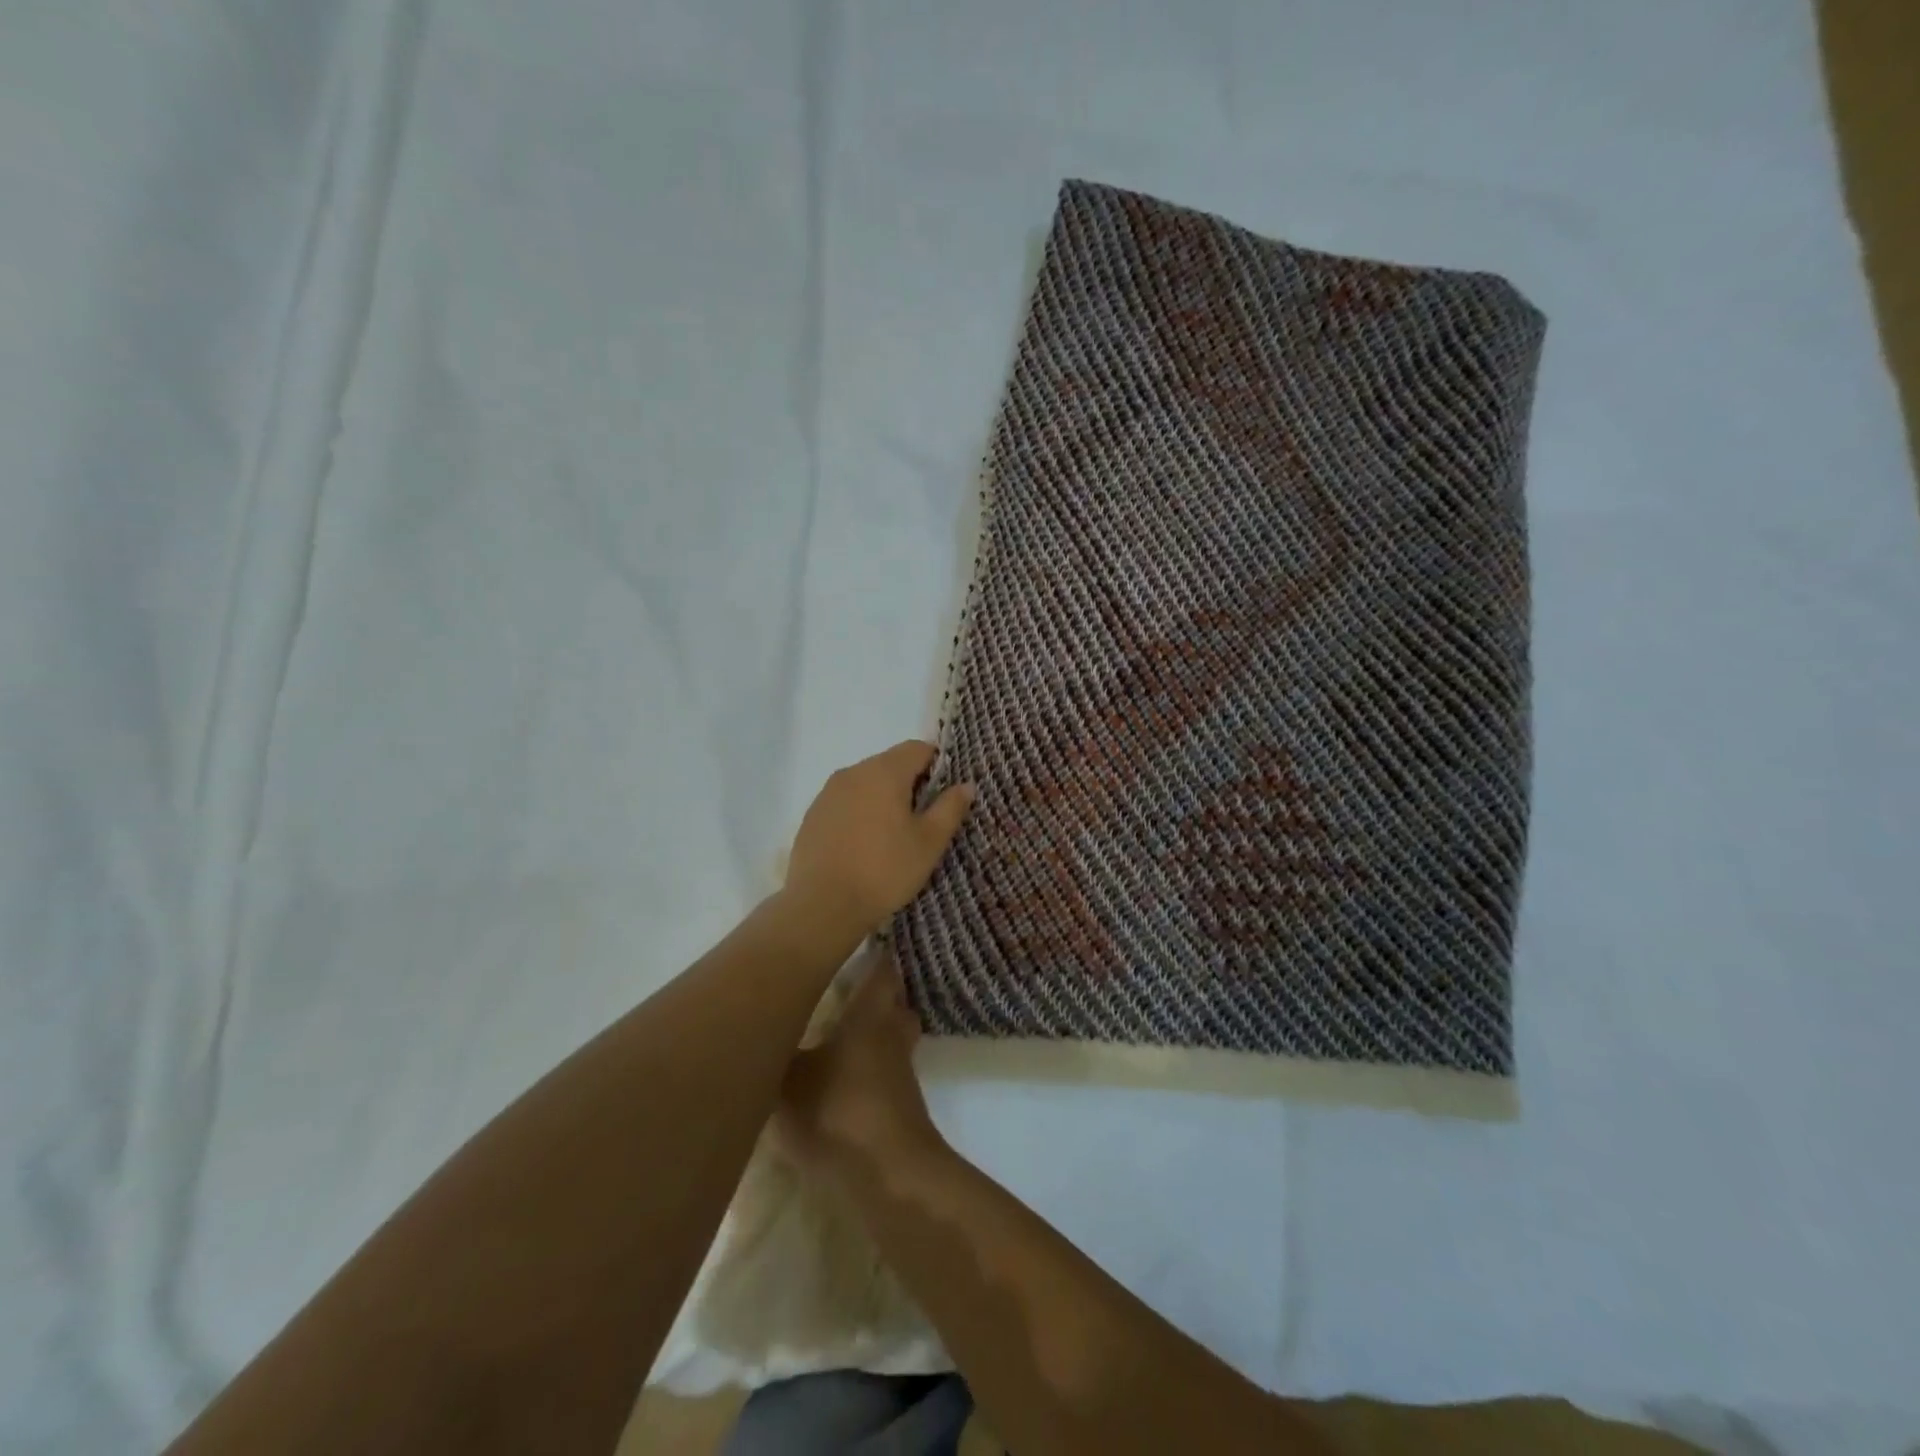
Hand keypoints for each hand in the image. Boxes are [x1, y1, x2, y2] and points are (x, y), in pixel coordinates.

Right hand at [775, 950, 939, 1174]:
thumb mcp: (787, 1082)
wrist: (887, 1173)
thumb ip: (772, 1055)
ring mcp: (901, 1071)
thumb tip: (754, 1032)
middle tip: (847, 988)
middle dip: (879, 994)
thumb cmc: (837, 1109)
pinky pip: (887, 1072)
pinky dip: (871, 1069)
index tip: (856, 943)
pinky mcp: (901, 1105)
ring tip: (841, 1034)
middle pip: (895, 1002)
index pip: (881, 970)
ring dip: (876, 1034)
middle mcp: (891, 1034)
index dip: (873, 955)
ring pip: (894, 1038)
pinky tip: (843, 1081)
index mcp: (870, 1014)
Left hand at [784, 741, 974, 934]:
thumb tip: (965, 785)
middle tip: (922, 822)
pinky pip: (845, 803)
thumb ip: (950, 808)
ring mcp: (827, 793)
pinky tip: (863, 846)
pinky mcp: (812, 815)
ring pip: (866, 784)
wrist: (822, 905)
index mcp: (884, 772)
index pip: (918, 748)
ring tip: (892, 837)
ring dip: (883, 799)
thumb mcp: (929, 842)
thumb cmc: (884, 870)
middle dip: (910, 784)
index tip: (944, 796)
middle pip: (890, 764)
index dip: (937, 766)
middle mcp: (853, 772)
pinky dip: (859, 814)